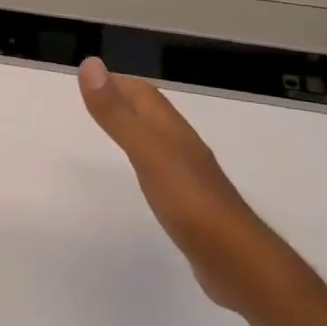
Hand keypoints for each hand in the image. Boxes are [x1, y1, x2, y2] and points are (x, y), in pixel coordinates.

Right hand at [77, 57, 263, 310]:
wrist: (237, 261)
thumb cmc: (189, 201)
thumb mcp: (146, 152)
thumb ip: (116, 113)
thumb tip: (90, 63)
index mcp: (172, 129)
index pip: (143, 94)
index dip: (117, 81)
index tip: (89, 77)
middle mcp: (183, 146)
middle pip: (152, 113)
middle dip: (126, 101)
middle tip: (95, 101)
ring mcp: (190, 177)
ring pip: (159, 140)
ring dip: (137, 129)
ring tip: (113, 132)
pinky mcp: (192, 205)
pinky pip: (165, 171)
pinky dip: (147, 162)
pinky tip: (143, 178)